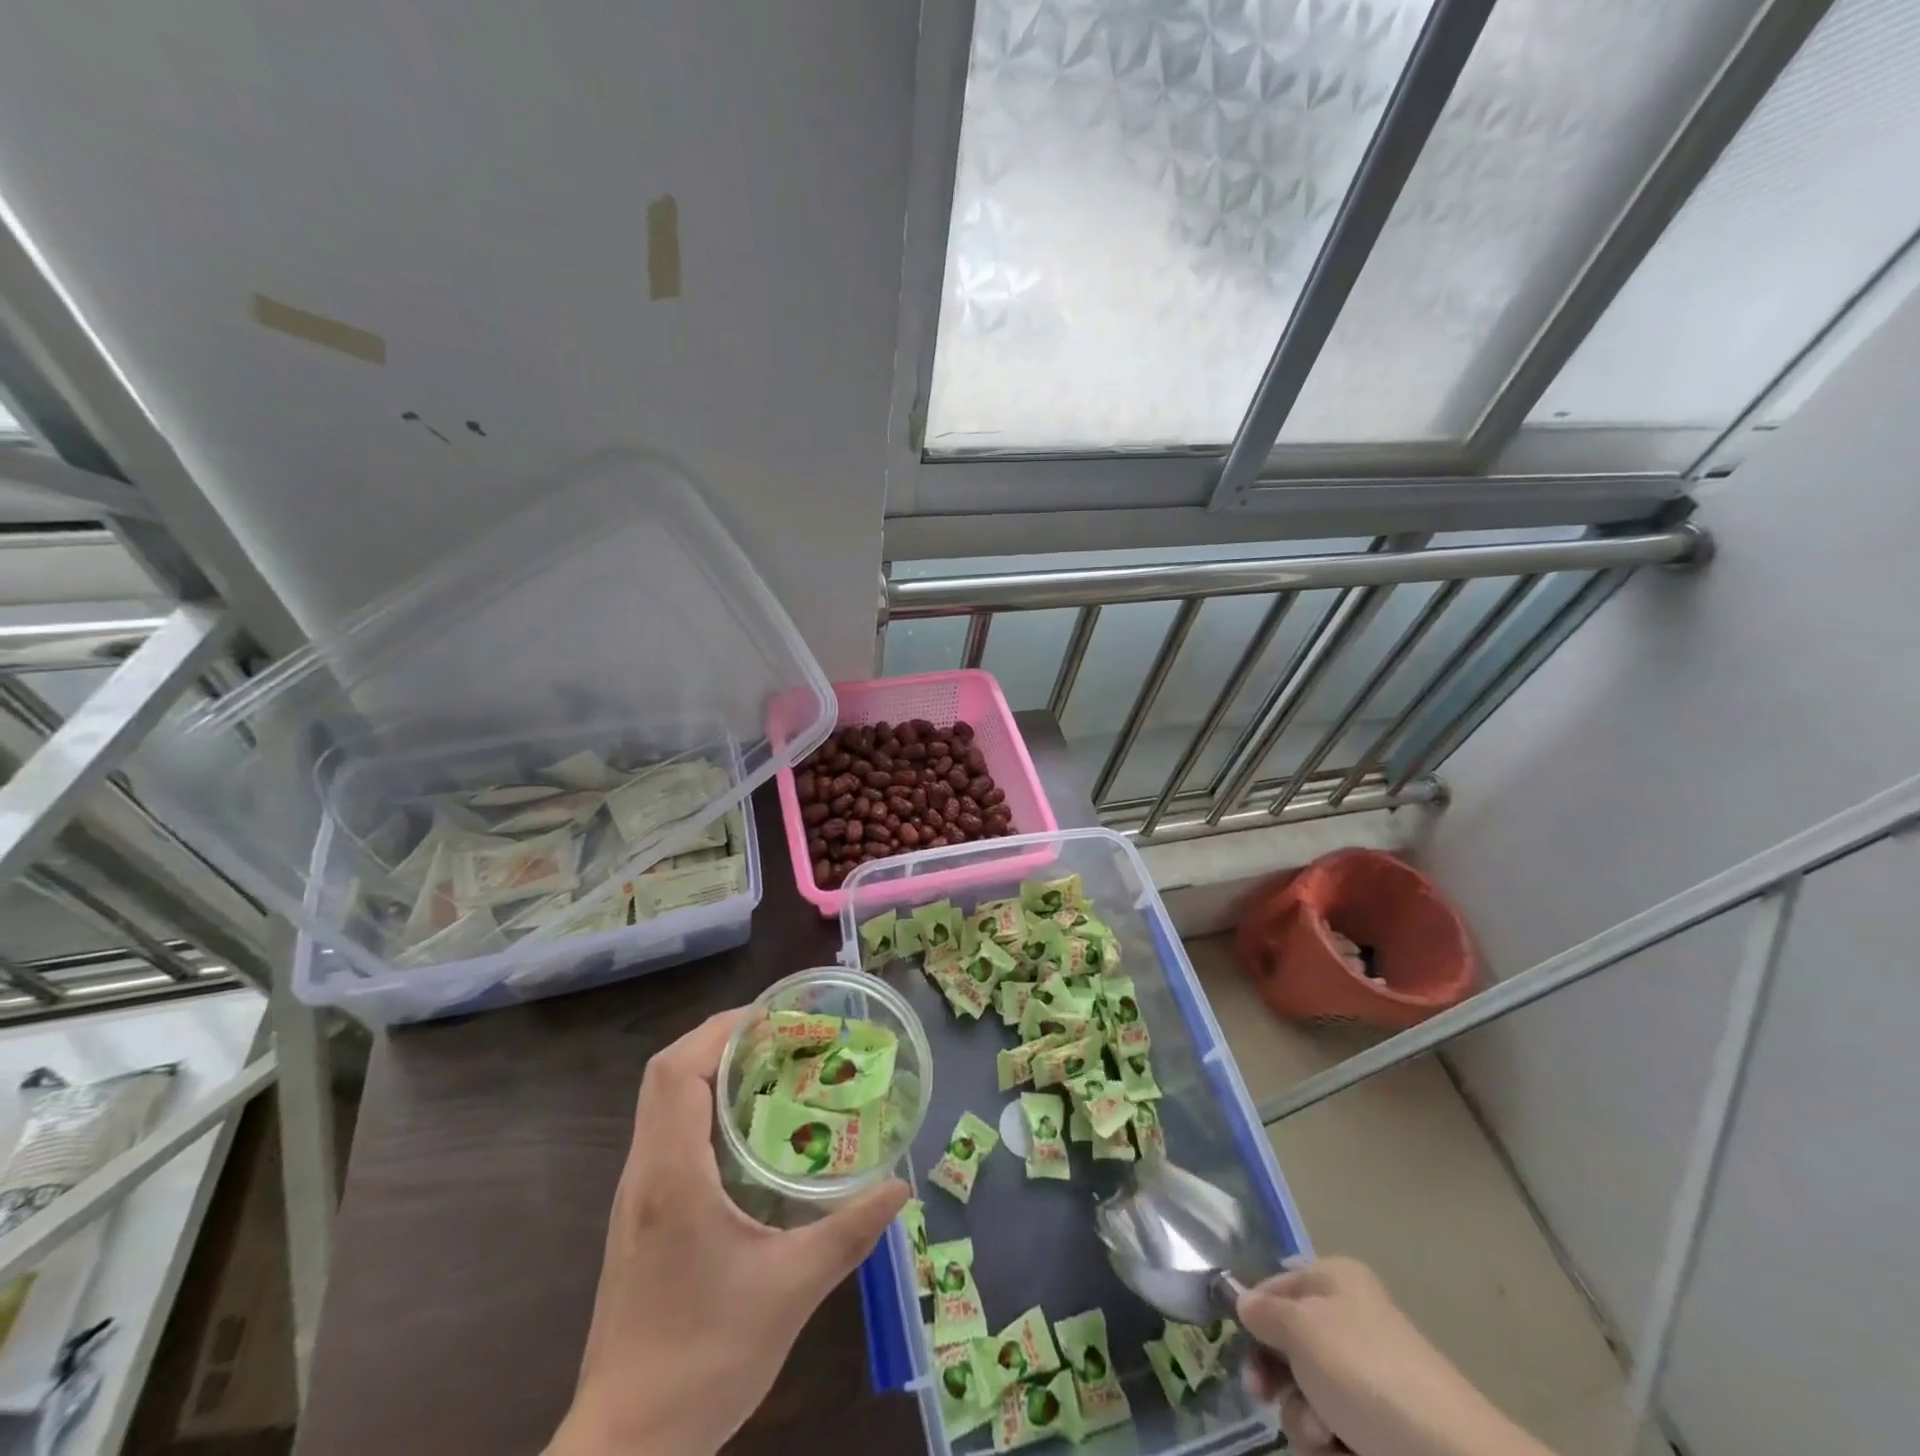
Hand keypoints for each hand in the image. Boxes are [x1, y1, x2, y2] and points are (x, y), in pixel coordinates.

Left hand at [546, 1009, 908, 1455]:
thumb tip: (899, 1187)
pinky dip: (703, 1108)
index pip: (677, 1071)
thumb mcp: (790, 1291)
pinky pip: (667, 1134)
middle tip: (782, 1037)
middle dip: (721, 1040)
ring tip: (773, 1068)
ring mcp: (635, 1197)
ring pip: (662, 1103)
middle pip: (666, 1075)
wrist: (625, 1452)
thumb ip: (849, 1232)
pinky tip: (749, 1132)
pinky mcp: (639, 1219)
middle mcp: (644, 1174)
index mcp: (671, 1176)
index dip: (722, 1029)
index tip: (775, 1018)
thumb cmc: (703, 1361)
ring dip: (711, 1071)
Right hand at [1237, 1257, 1558, 1455]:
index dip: (1252, 1316)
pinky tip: (1343, 1452)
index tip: (1242, 1349)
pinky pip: (1334, 1429)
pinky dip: (1330, 1443)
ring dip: (1304, 1418)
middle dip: (1277, 1379)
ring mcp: (1367, 1378)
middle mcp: (1349, 1321)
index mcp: (1334, 1280)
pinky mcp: (1380, 1429)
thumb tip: (1245, 1303)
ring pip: (1307, 1394)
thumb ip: (1263, 1312)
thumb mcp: (1301, 1328)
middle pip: (1287, 1345)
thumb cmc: (1366, 1374)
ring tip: (1326, 1435)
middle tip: (1266, 1397)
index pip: (1273, 1286)